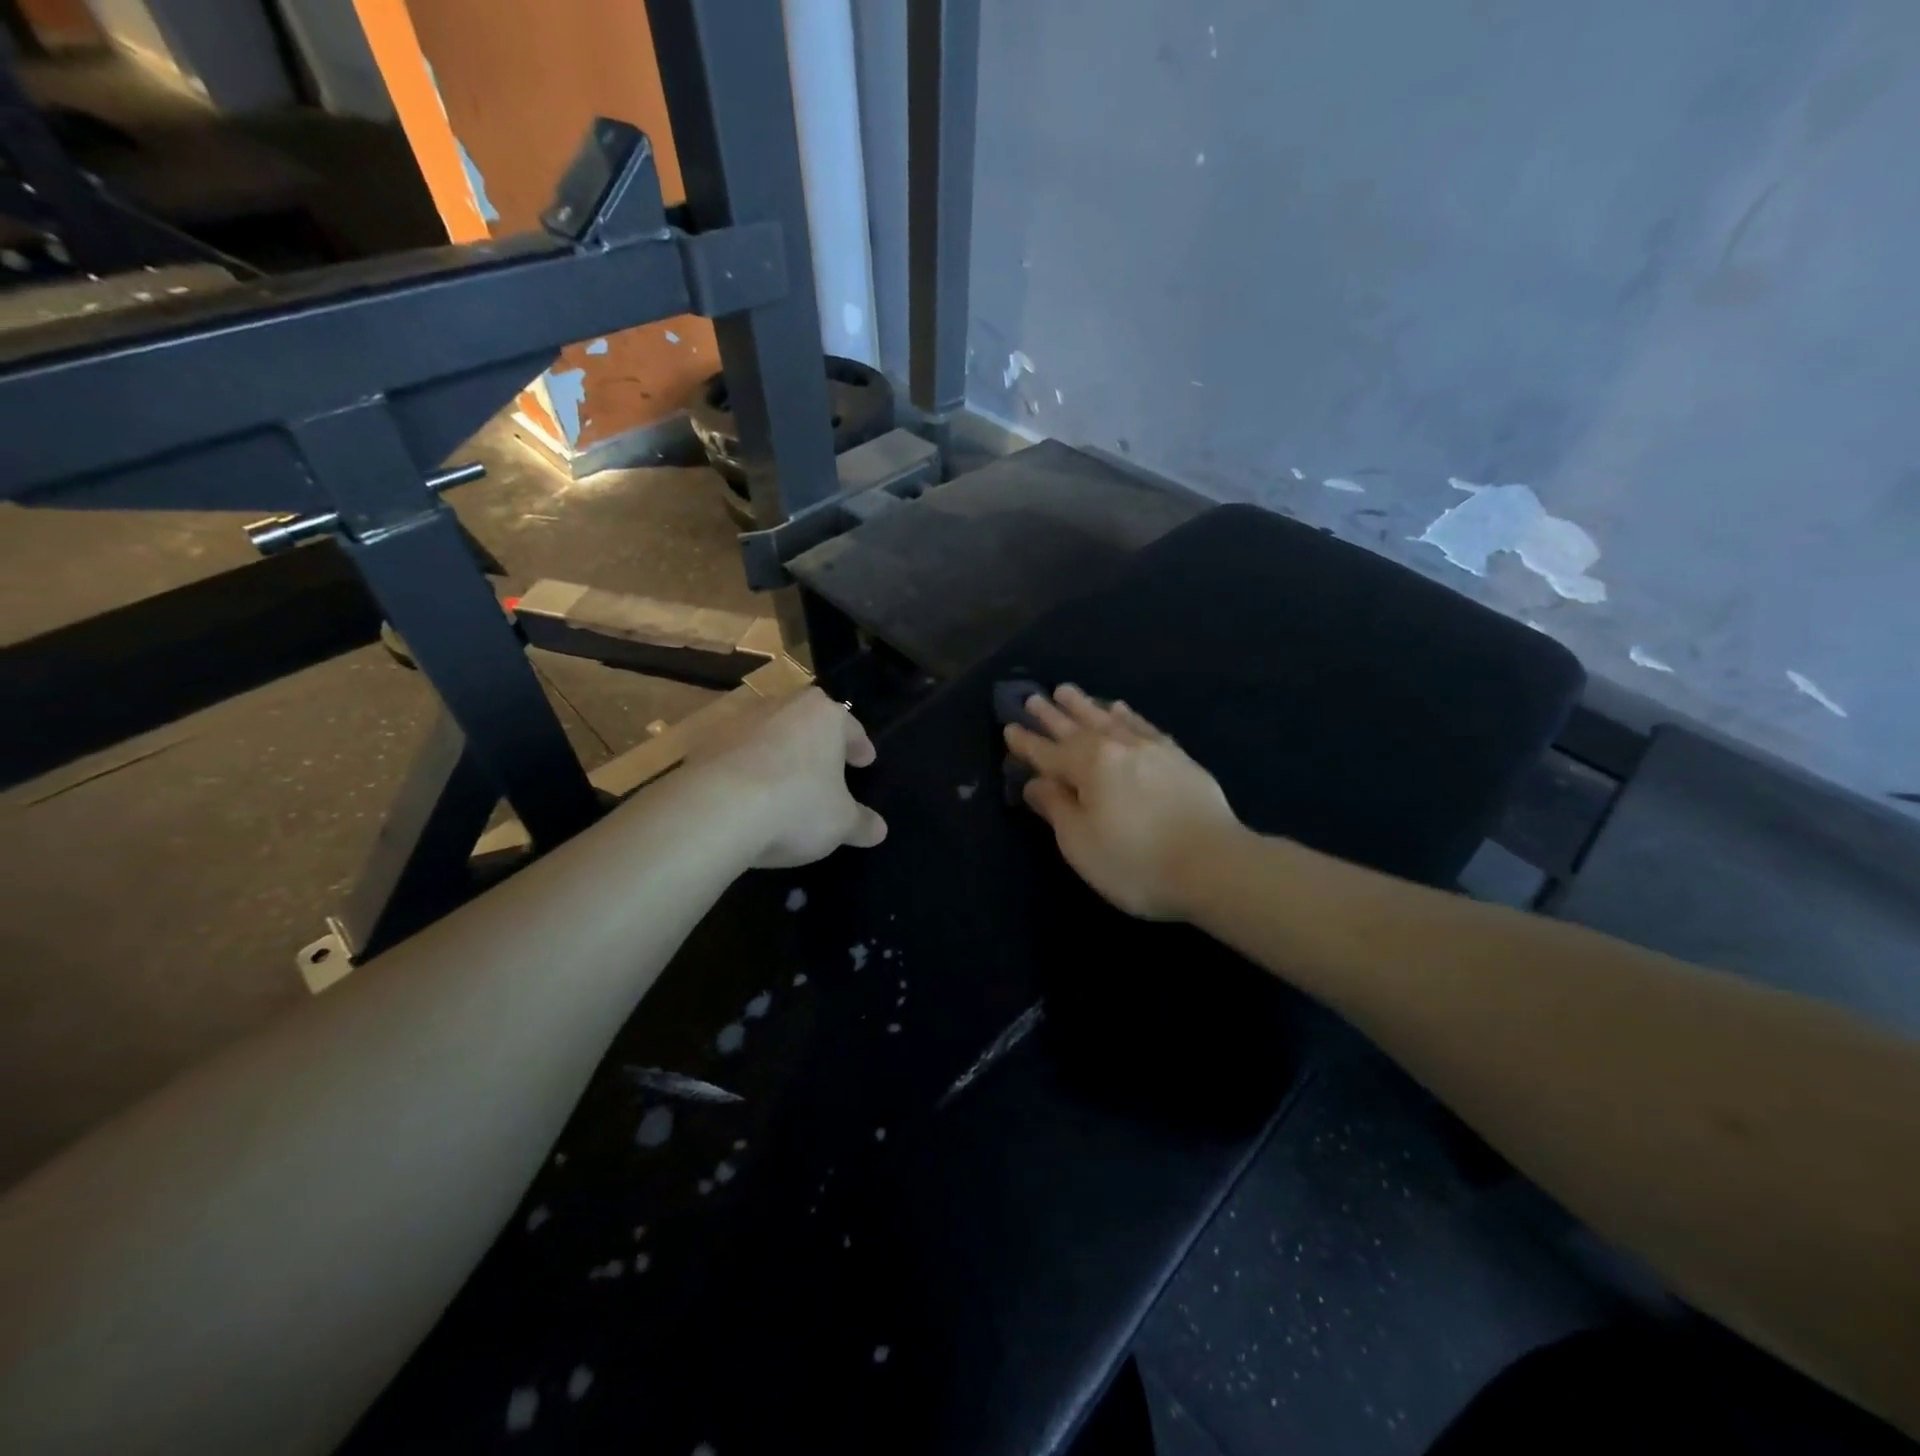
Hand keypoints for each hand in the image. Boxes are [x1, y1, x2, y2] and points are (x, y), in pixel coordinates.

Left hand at [692, 687, 887, 867]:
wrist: (714, 811)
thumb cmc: (796, 806)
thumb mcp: (841, 823)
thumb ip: (861, 823)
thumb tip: (879, 829)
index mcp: (824, 715)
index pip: (851, 727)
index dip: (860, 747)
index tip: (865, 761)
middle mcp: (782, 706)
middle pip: (808, 722)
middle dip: (818, 744)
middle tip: (827, 768)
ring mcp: (739, 722)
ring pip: (770, 735)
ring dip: (779, 755)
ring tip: (785, 785)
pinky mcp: (705, 744)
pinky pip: (737, 756)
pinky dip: (747, 771)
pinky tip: (749, 798)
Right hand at [1004, 685, 1239, 919]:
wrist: (1214, 865)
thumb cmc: (1136, 862)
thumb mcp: (1080, 843)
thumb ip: (1056, 808)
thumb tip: (1036, 782)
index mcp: (1088, 767)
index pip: (1048, 753)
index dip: (1027, 743)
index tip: (1009, 727)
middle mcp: (1117, 748)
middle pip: (1076, 728)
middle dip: (1052, 716)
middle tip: (1033, 699)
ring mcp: (1150, 749)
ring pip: (1109, 719)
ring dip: (1085, 706)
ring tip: (1068, 690)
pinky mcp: (1178, 757)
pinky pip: (1144, 726)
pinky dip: (1127, 715)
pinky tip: (1120, 708)